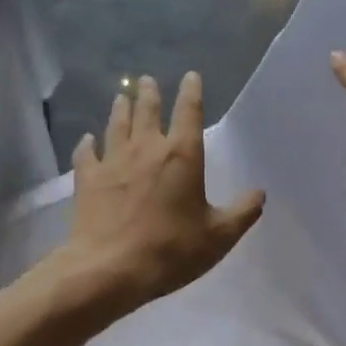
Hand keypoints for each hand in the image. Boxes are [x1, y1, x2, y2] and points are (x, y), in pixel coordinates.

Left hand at [59, 73, 264, 313]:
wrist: (109, 269)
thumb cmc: (170, 249)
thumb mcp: (218, 236)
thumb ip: (242, 212)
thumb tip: (259, 193)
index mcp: (182, 155)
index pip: (188, 112)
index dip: (191, 92)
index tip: (190, 76)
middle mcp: (146, 148)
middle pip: (147, 111)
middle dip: (149, 93)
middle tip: (146, 80)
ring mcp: (113, 161)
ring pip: (116, 125)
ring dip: (120, 109)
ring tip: (121, 97)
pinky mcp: (87, 179)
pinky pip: (86, 154)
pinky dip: (86, 144)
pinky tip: (86, 139)